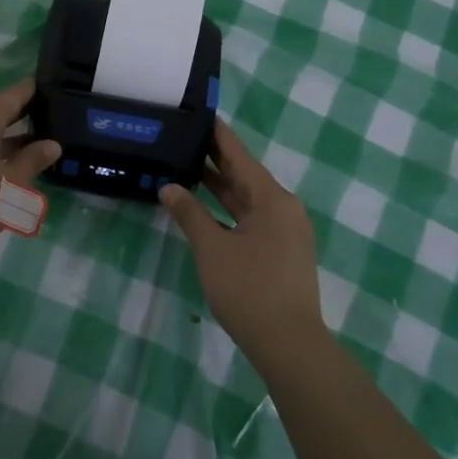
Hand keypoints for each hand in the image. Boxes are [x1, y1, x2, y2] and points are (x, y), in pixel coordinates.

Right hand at [159, 121, 323, 362]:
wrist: (289, 344)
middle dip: (214, 158)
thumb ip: (189, 214)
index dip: (218, 134)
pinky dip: (228, 209)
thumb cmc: (249, 289)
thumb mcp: (212, 249)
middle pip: (245, 174)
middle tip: (183, 138)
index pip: (239, 154)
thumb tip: (168, 187)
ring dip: (220, 186)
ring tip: (187, 167)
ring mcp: (286, 231)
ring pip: (248, 198)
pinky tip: (206, 209)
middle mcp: (283, 207)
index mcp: (271, 198)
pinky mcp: (283, 251)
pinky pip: (252, 217)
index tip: (199, 114)